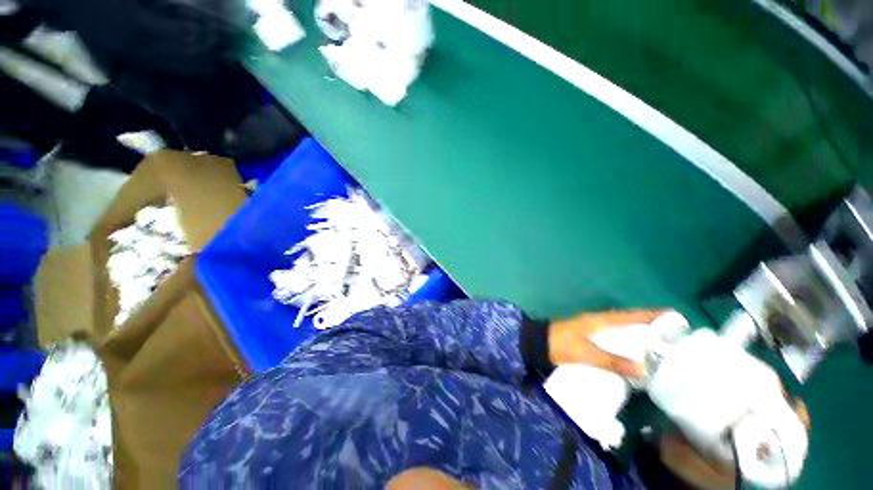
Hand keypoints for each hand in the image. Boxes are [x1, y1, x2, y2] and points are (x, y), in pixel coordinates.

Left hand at [547, 310, 665, 377]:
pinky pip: (613, 338)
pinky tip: (635, 355)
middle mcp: (599, 321)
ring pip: (622, 329)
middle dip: (650, 326)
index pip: (630, 315)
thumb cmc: (561, 344)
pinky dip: (626, 343)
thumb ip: (613, 361)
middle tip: (674, 337)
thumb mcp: (587, 354)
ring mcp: (594, 328)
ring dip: (639, 335)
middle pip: (629, 321)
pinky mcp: (589, 337)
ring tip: (661, 348)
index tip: (674, 316)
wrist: (539, 344)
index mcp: (599, 320)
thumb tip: (645, 370)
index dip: (651, 315)